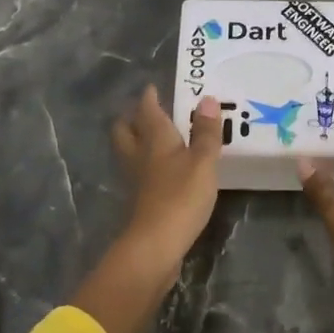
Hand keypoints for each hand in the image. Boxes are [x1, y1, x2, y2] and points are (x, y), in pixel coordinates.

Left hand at [111, 86, 221, 265]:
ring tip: (153, 137)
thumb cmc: (181, 196)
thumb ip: (206, 132)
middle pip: (126, 130)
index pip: (147, 111)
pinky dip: (146, 165)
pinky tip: (160, 170)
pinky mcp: (140, 200)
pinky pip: (139, 172)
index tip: (152, 88)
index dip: (149, 98)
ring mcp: (136, 180)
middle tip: (146, 112)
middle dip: (133, 118)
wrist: (156, 245)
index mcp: (155, 139)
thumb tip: (207, 99)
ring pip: (129, 152)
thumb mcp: (203, 162)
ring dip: (136, 141)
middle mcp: (140, 155)